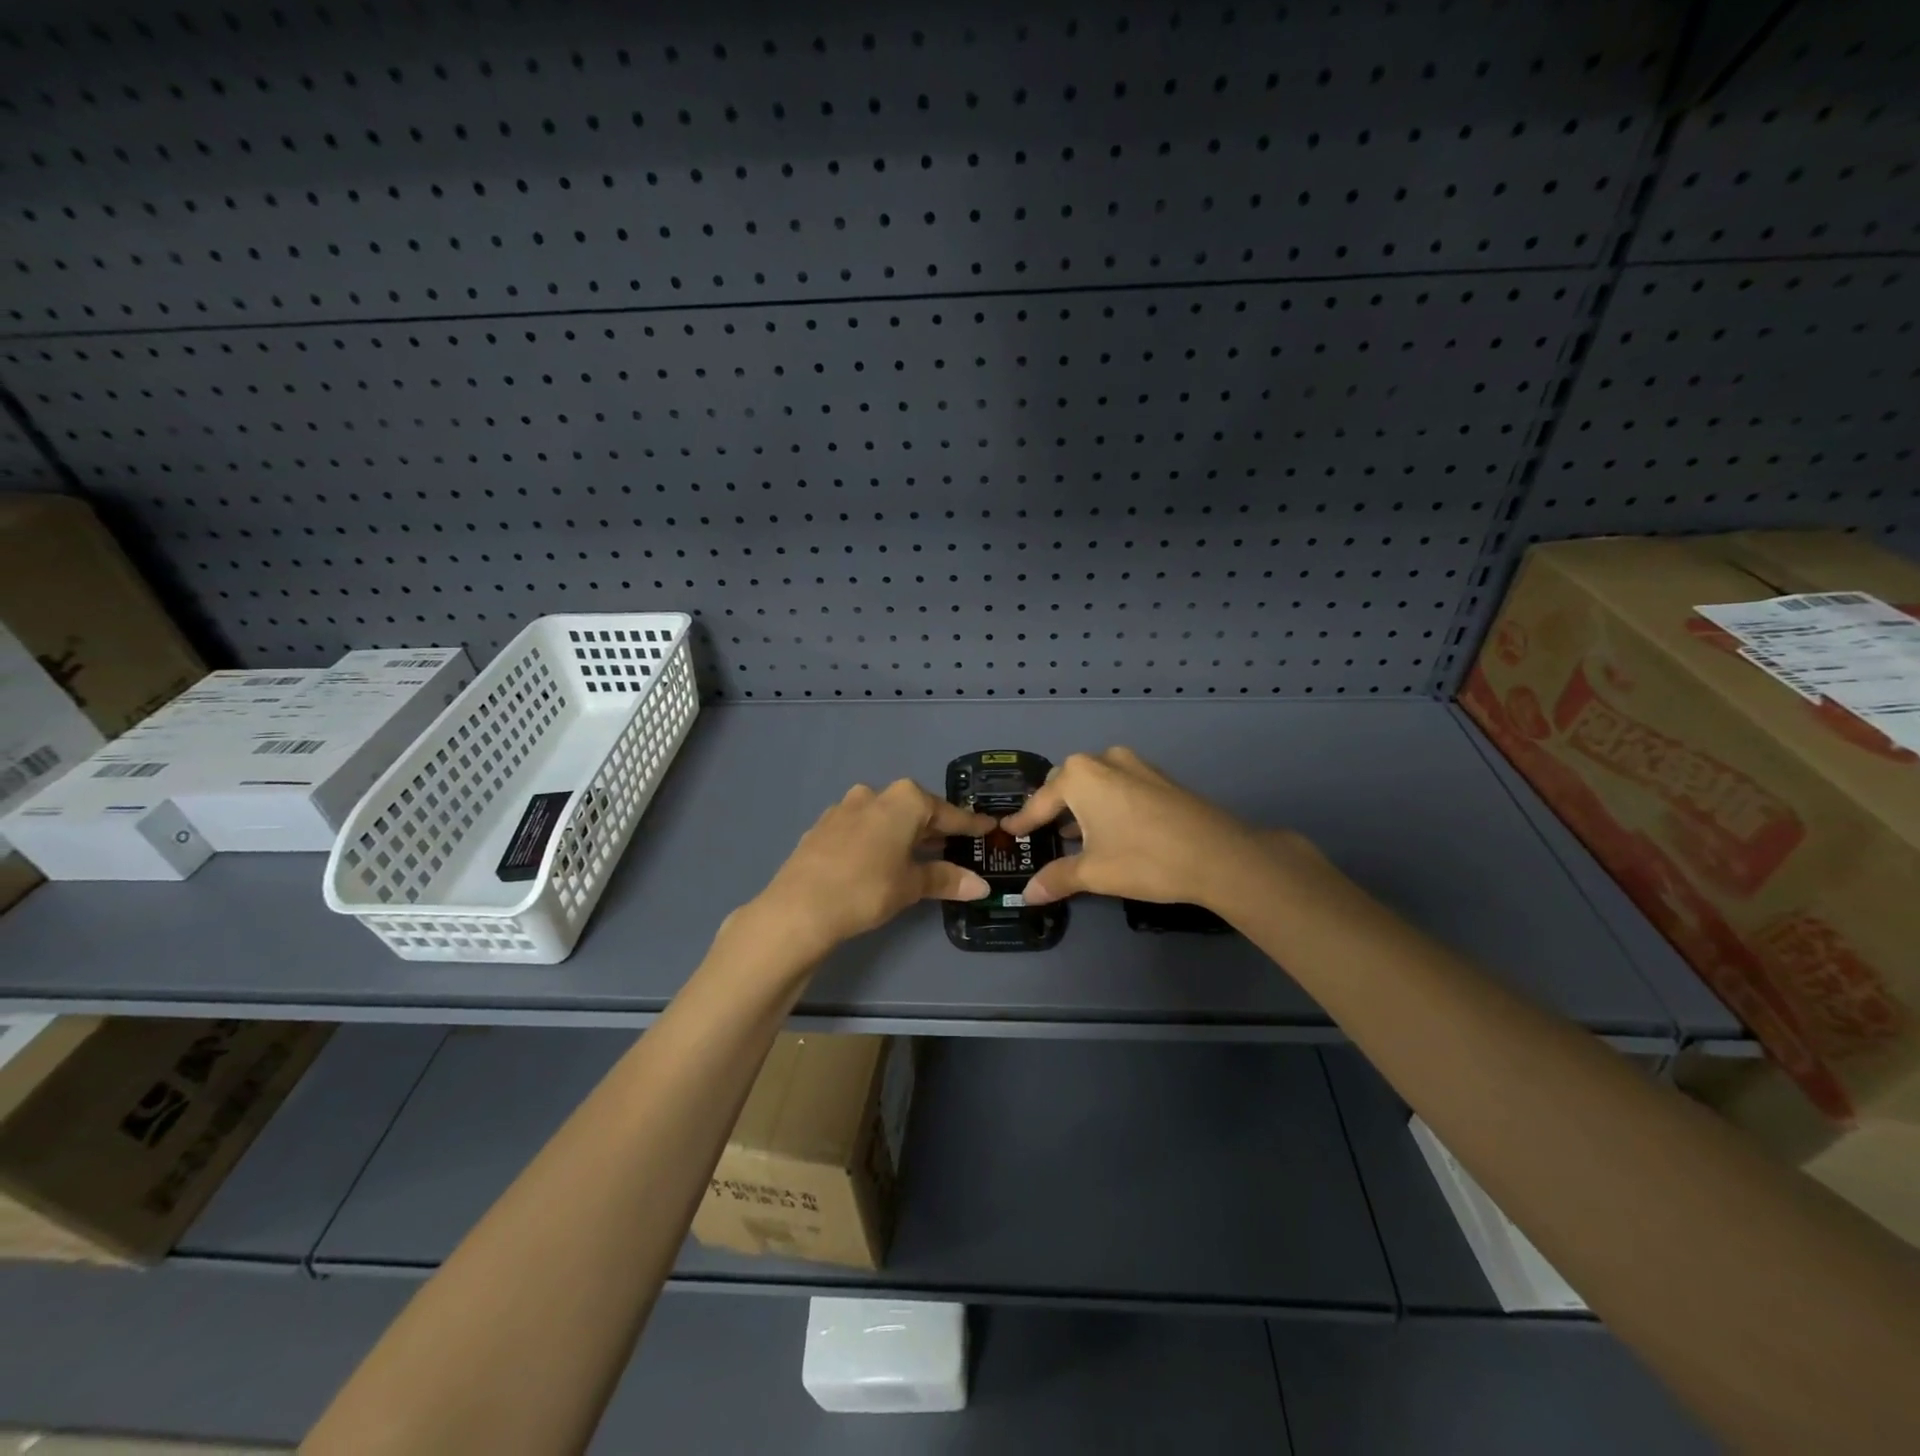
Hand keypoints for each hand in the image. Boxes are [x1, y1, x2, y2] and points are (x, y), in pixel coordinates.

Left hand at [751, 779, 995, 955]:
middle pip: (914, 810)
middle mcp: (874, 794)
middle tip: (956, 846)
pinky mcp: (822, 827)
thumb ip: (946, 880)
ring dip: (904, 833)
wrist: (799, 907)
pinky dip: (877, 840)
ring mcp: (844, 808)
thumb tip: (980, 886)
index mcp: (904, 800)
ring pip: (885, 817)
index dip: (969, 824)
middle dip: (935, 828)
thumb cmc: (867, 889)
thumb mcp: (911, 885)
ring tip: (920, 855)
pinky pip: (861, 828)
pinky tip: (879, 860)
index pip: (946, 813)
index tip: (988, 828)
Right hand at [1001, 747, 1306, 911]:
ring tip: (1071, 835)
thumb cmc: (1144, 859)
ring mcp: (1135, 765)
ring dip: (1080, 806)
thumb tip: (1027, 894)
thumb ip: (1057, 878)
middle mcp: (1104, 760)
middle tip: (1040, 831)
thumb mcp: (1094, 873)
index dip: (1023, 820)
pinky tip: (1108, 830)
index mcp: (1080, 776)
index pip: (1040, 801)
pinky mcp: (1158, 777)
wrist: (1219, 855)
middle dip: (1052, 807)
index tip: (1008, 831)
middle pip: (1066, 783)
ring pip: (1094, 783)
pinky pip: (1118, 786)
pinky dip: (1105, 804)